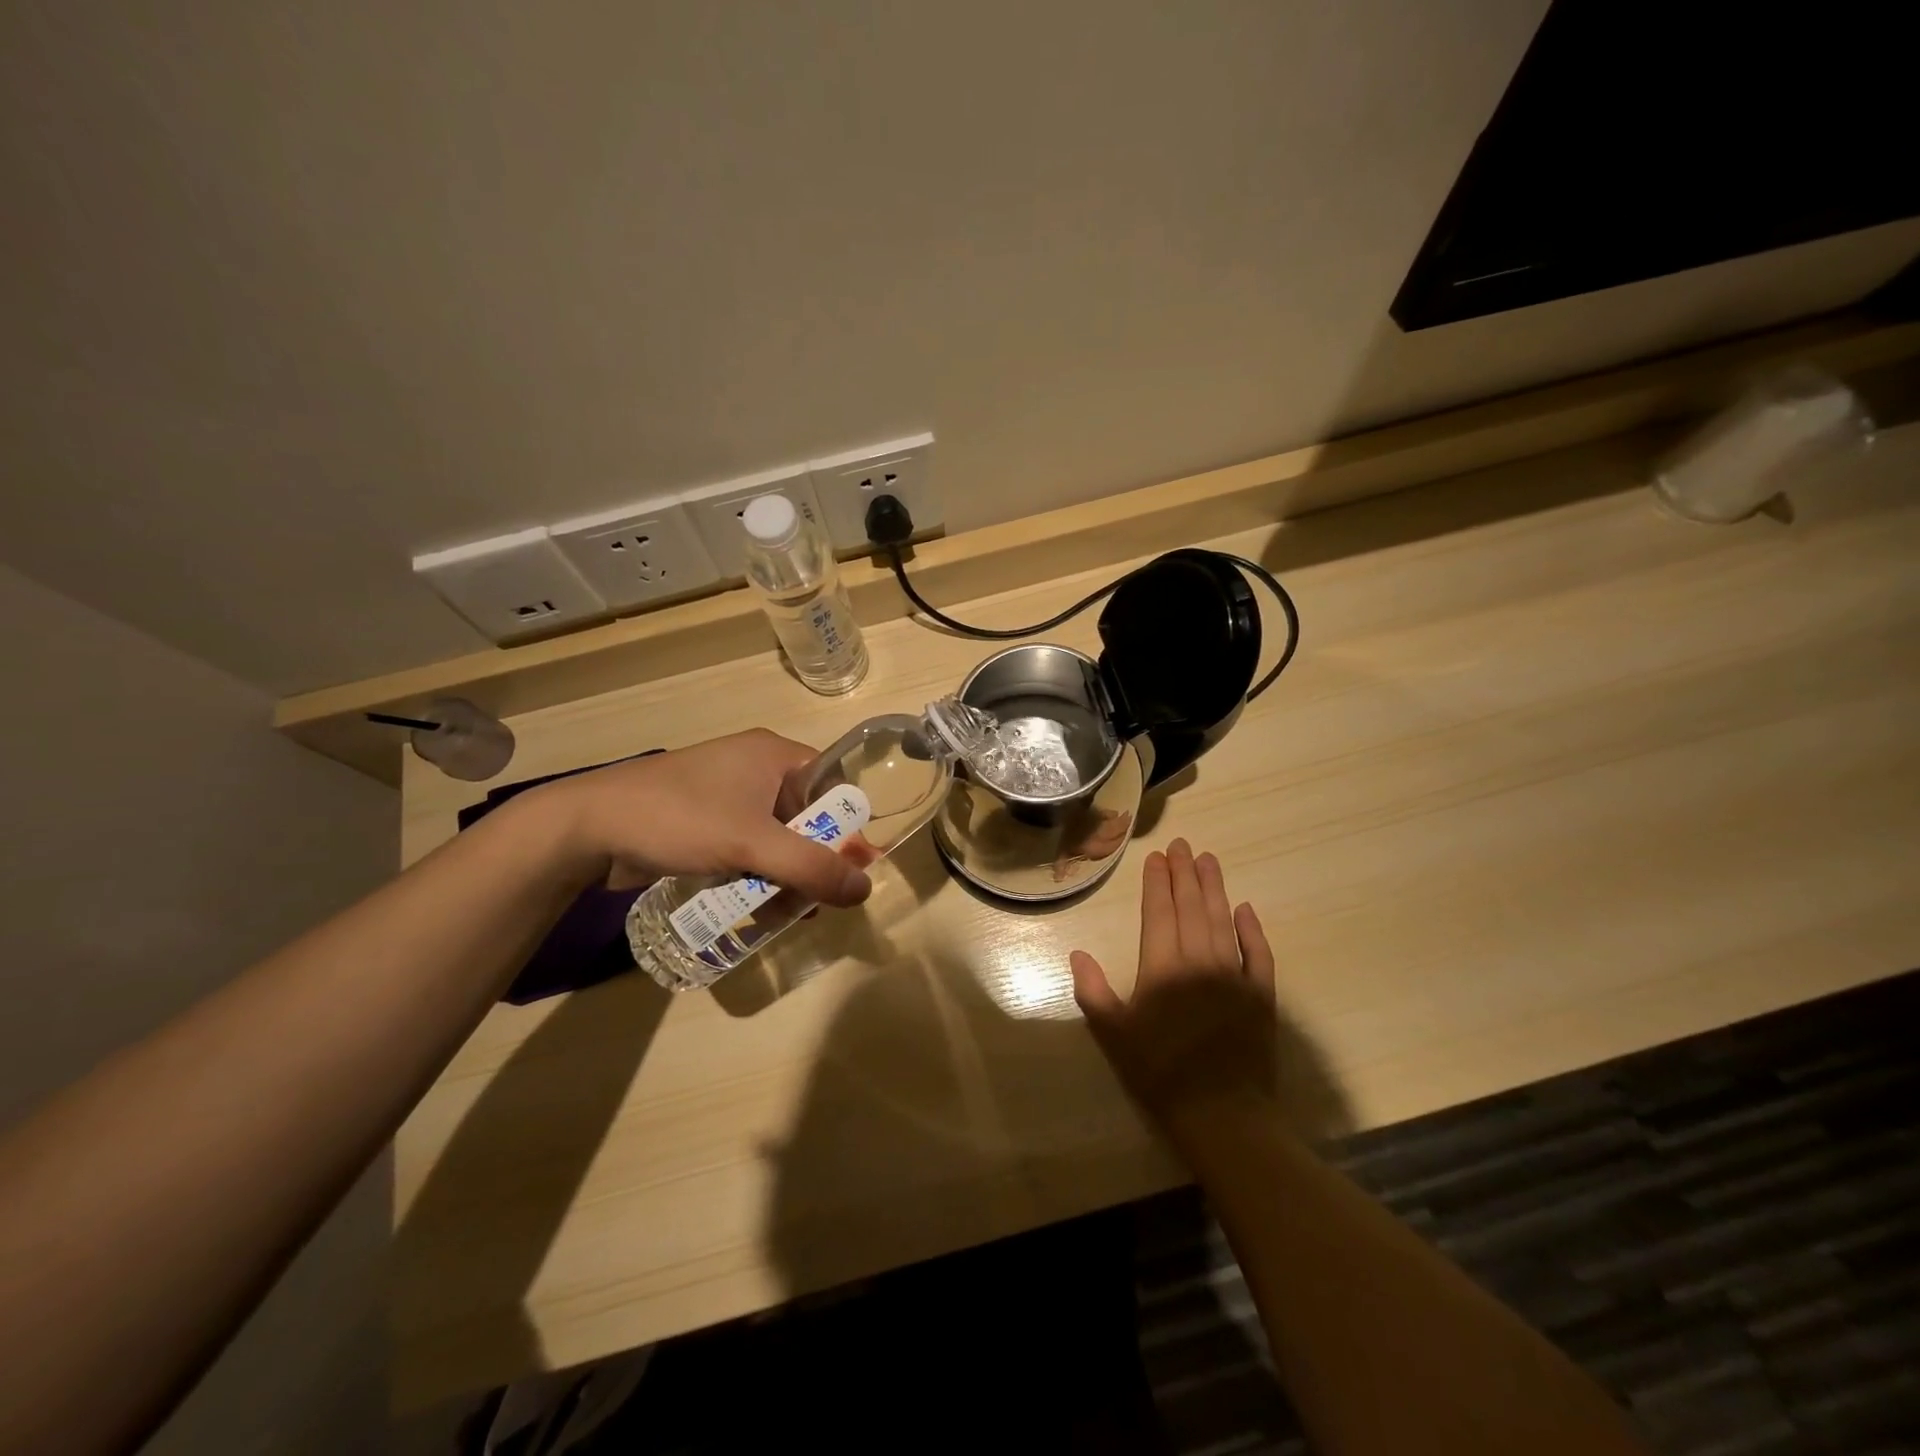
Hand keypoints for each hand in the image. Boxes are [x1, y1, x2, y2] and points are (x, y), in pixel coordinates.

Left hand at [533, 730, 872, 907]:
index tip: (856, 868)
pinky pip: (748, 846)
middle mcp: (755, 768)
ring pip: (777, 836)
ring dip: (786, 872)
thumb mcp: (752, 844)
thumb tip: (866, 888)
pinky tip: (758, 906)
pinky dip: (758, 873)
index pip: (833, 783)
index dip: (850, 824)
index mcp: (773, 754)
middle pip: (807, 814)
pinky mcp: (705, 821)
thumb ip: (811, 868)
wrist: (586, 828)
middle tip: (824, 898)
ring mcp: (727, 794)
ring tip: (792, 913)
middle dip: (817, 858)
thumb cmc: (679, 819)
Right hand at [1070, 838, 1279, 1138]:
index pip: (1158, 912)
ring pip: (1222, 919)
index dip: (1157, 881)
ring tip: (1209, 860)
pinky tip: (1246, 908)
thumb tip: (1078, 954)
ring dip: (1215, 888)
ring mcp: (1234, 975)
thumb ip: (1093, 990)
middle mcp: (1199, 960)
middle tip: (1183, 844)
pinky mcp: (1261, 995)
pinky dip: (1252, 928)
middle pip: (1191, 906)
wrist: (1221, 1115)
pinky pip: (1258, 953)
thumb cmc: (1158, 1072)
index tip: (1157, 856)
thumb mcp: (1113, 1034)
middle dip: (1185, 873)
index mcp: (1162, 966)